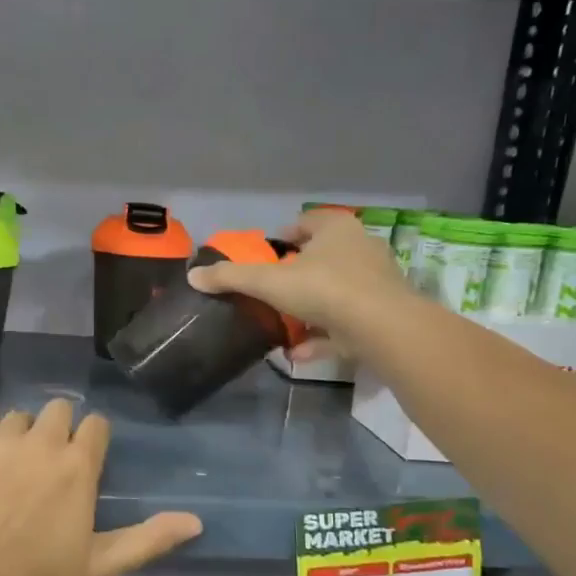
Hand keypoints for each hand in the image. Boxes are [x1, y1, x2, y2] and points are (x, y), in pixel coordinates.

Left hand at [0, 400, 202, 575]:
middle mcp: (41, 442)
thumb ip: (149, 539)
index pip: (95, 425)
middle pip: (58, 410)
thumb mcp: (101, 565)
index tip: (83, 457)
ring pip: (18, 416)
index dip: (91, 438)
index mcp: (77, 466)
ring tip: (9, 462)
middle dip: (58, 428)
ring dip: (20, 432)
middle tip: (45, 460)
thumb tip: (197, 521)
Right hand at [187, 208, 411, 358]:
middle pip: (323, 257)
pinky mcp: (382, 315)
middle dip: (297, 274)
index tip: (268, 253)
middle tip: (273, 289)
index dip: (285, 236)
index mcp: (336, 229)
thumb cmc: (324, 289)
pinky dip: (324, 335)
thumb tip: (193, 275)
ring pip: (335, 292)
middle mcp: (360, 249)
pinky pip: (346, 322)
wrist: (382, 327)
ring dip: (310, 308)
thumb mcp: (269, 282)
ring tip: (283, 324)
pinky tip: (299, 352)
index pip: (307, 223)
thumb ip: (231, 278)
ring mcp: (375, 283)